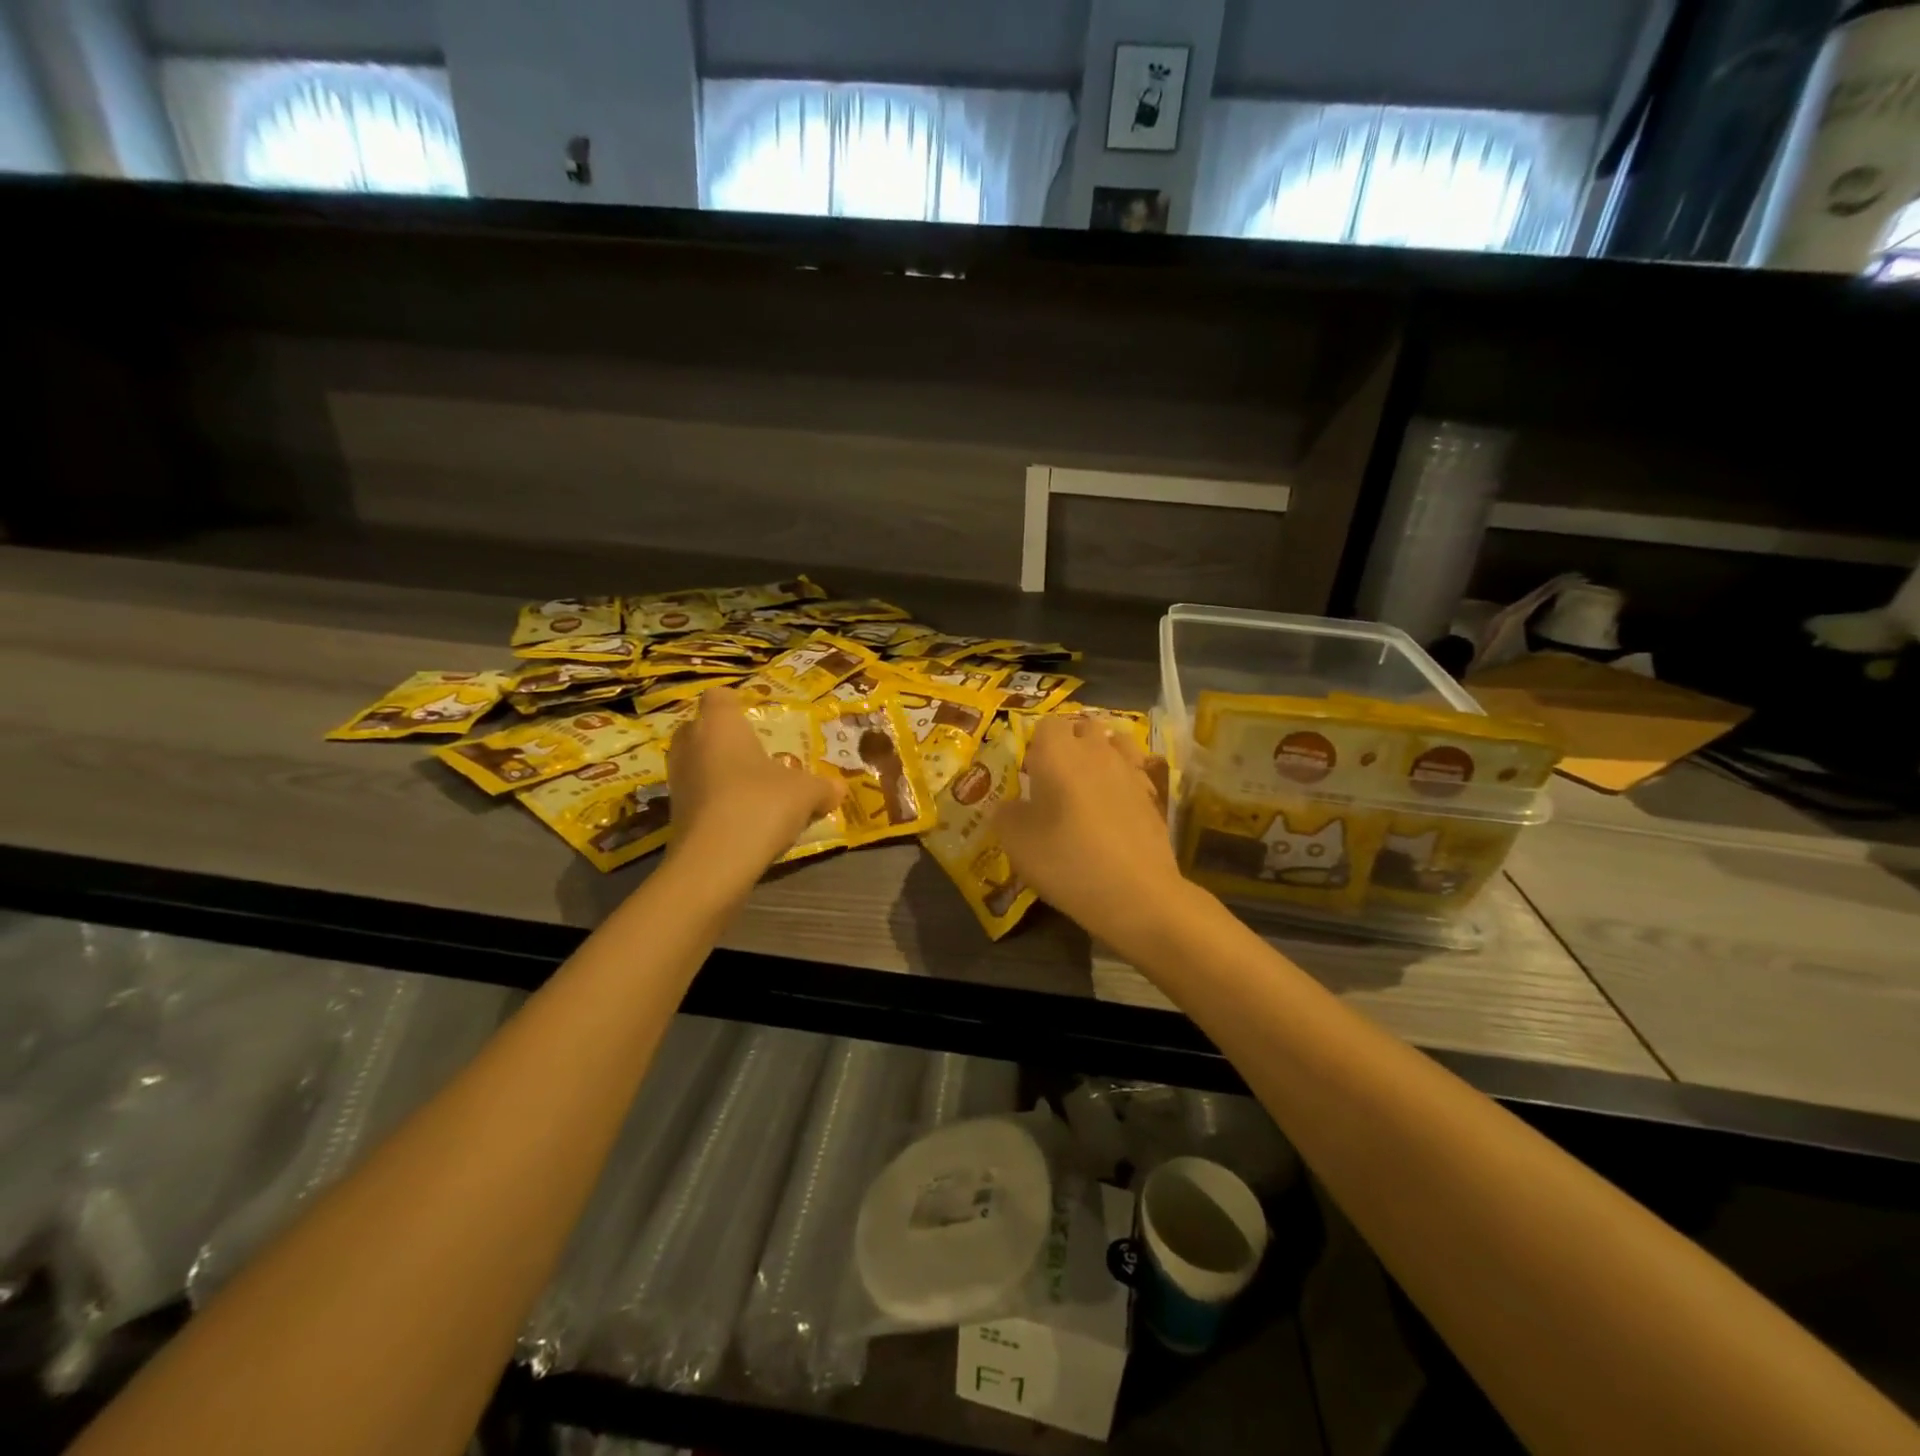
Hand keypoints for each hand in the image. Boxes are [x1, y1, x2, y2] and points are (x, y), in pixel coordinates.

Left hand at [667, 686, 841, 876]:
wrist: (714, 863)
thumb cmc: (761, 805)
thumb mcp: (807, 793)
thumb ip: (824, 786)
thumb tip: (839, 788)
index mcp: (720, 724)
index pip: (718, 696)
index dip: (735, 703)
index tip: (755, 714)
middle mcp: (690, 744)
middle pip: (701, 728)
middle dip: (724, 737)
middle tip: (755, 751)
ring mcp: (677, 780)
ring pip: (697, 763)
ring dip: (719, 770)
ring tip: (752, 786)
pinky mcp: (674, 814)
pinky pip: (698, 794)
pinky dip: (715, 800)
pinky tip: (742, 816)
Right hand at [993, 716, 1188, 946]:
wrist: (1136, 893)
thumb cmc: (1066, 860)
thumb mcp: (1016, 842)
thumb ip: (1005, 814)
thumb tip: (1009, 806)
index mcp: (1058, 753)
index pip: (1045, 724)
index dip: (1035, 743)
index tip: (1028, 770)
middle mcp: (1096, 750)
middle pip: (1083, 727)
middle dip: (1069, 742)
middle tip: (1055, 776)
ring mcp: (1130, 770)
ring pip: (1114, 743)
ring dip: (1101, 753)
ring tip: (1089, 782)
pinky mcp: (1153, 795)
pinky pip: (1135, 771)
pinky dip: (1124, 778)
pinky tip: (1116, 804)